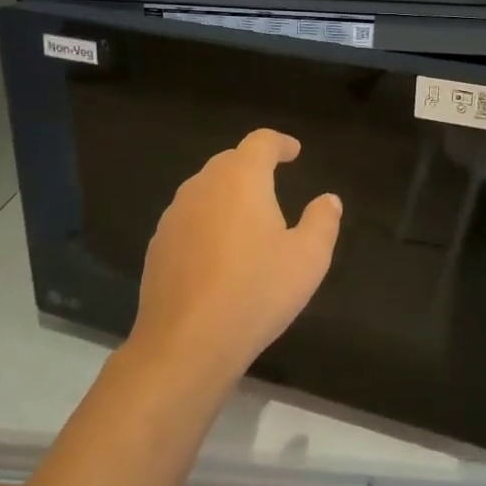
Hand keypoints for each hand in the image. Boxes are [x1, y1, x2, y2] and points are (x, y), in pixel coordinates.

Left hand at [128, 129, 341, 385]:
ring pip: (205, 190)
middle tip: (275, 183)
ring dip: (228, 195)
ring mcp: (174, 216)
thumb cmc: (256, 292)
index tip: (294, 152)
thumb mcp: (308, 258)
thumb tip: (328, 199)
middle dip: (253, 166)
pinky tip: (219, 253)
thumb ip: (322, 221)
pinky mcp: (157, 246)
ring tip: (249, 219)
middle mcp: (202, 186)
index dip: (280, 143)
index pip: (260, 142)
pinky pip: (189, 220)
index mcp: (240, 179)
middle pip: (229, 162)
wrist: (186, 343)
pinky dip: (208, 223)